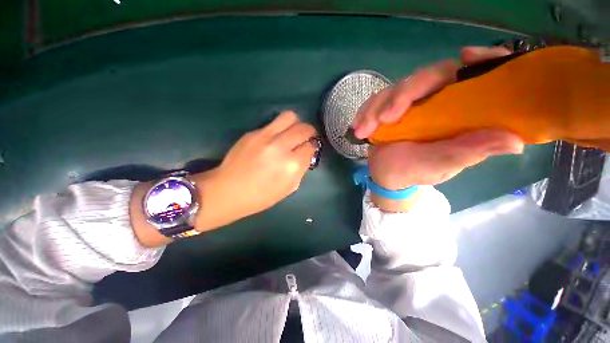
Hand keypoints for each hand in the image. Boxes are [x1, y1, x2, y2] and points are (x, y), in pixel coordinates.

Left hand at [192, 111, 317, 230]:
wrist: (228, 191)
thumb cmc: (261, 196)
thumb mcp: (289, 188)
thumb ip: (301, 169)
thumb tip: (306, 154)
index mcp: (292, 165)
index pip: (311, 146)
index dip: (313, 147)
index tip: (311, 148)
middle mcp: (281, 146)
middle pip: (304, 128)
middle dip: (310, 132)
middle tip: (307, 138)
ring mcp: (265, 136)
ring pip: (289, 117)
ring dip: (296, 124)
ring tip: (293, 133)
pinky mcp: (253, 132)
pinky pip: (273, 123)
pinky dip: (280, 129)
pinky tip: (274, 139)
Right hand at [352, 47, 524, 210]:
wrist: (389, 176)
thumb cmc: (418, 171)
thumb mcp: (446, 163)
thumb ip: (473, 151)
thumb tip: (515, 141)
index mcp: (457, 109)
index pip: (472, 75)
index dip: (478, 60)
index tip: (466, 56)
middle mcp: (434, 100)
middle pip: (423, 78)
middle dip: (401, 96)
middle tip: (385, 119)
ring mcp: (407, 104)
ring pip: (391, 91)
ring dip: (374, 109)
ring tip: (362, 132)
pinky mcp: (385, 109)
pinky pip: (373, 103)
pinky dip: (363, 113)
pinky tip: (358, 127)